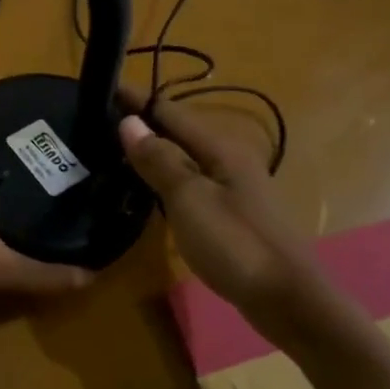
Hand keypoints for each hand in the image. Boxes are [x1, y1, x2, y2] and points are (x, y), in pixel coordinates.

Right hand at [119, 92, 341, 351]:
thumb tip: (129, 122)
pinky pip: (191, 182)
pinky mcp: (232, 214)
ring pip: (185, 158)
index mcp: (221, 149)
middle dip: (143, 123)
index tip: (103, 88)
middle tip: (101, 121)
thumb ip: (159, 160)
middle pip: (179, 132)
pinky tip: (147, 189)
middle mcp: (230, 161)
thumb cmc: (236, 245)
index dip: (137, 100)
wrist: (288, 301)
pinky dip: (165, 177)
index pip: (171, 112)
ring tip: (115, 150)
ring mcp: (234, 189)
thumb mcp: (189, 199)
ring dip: (153, 150)